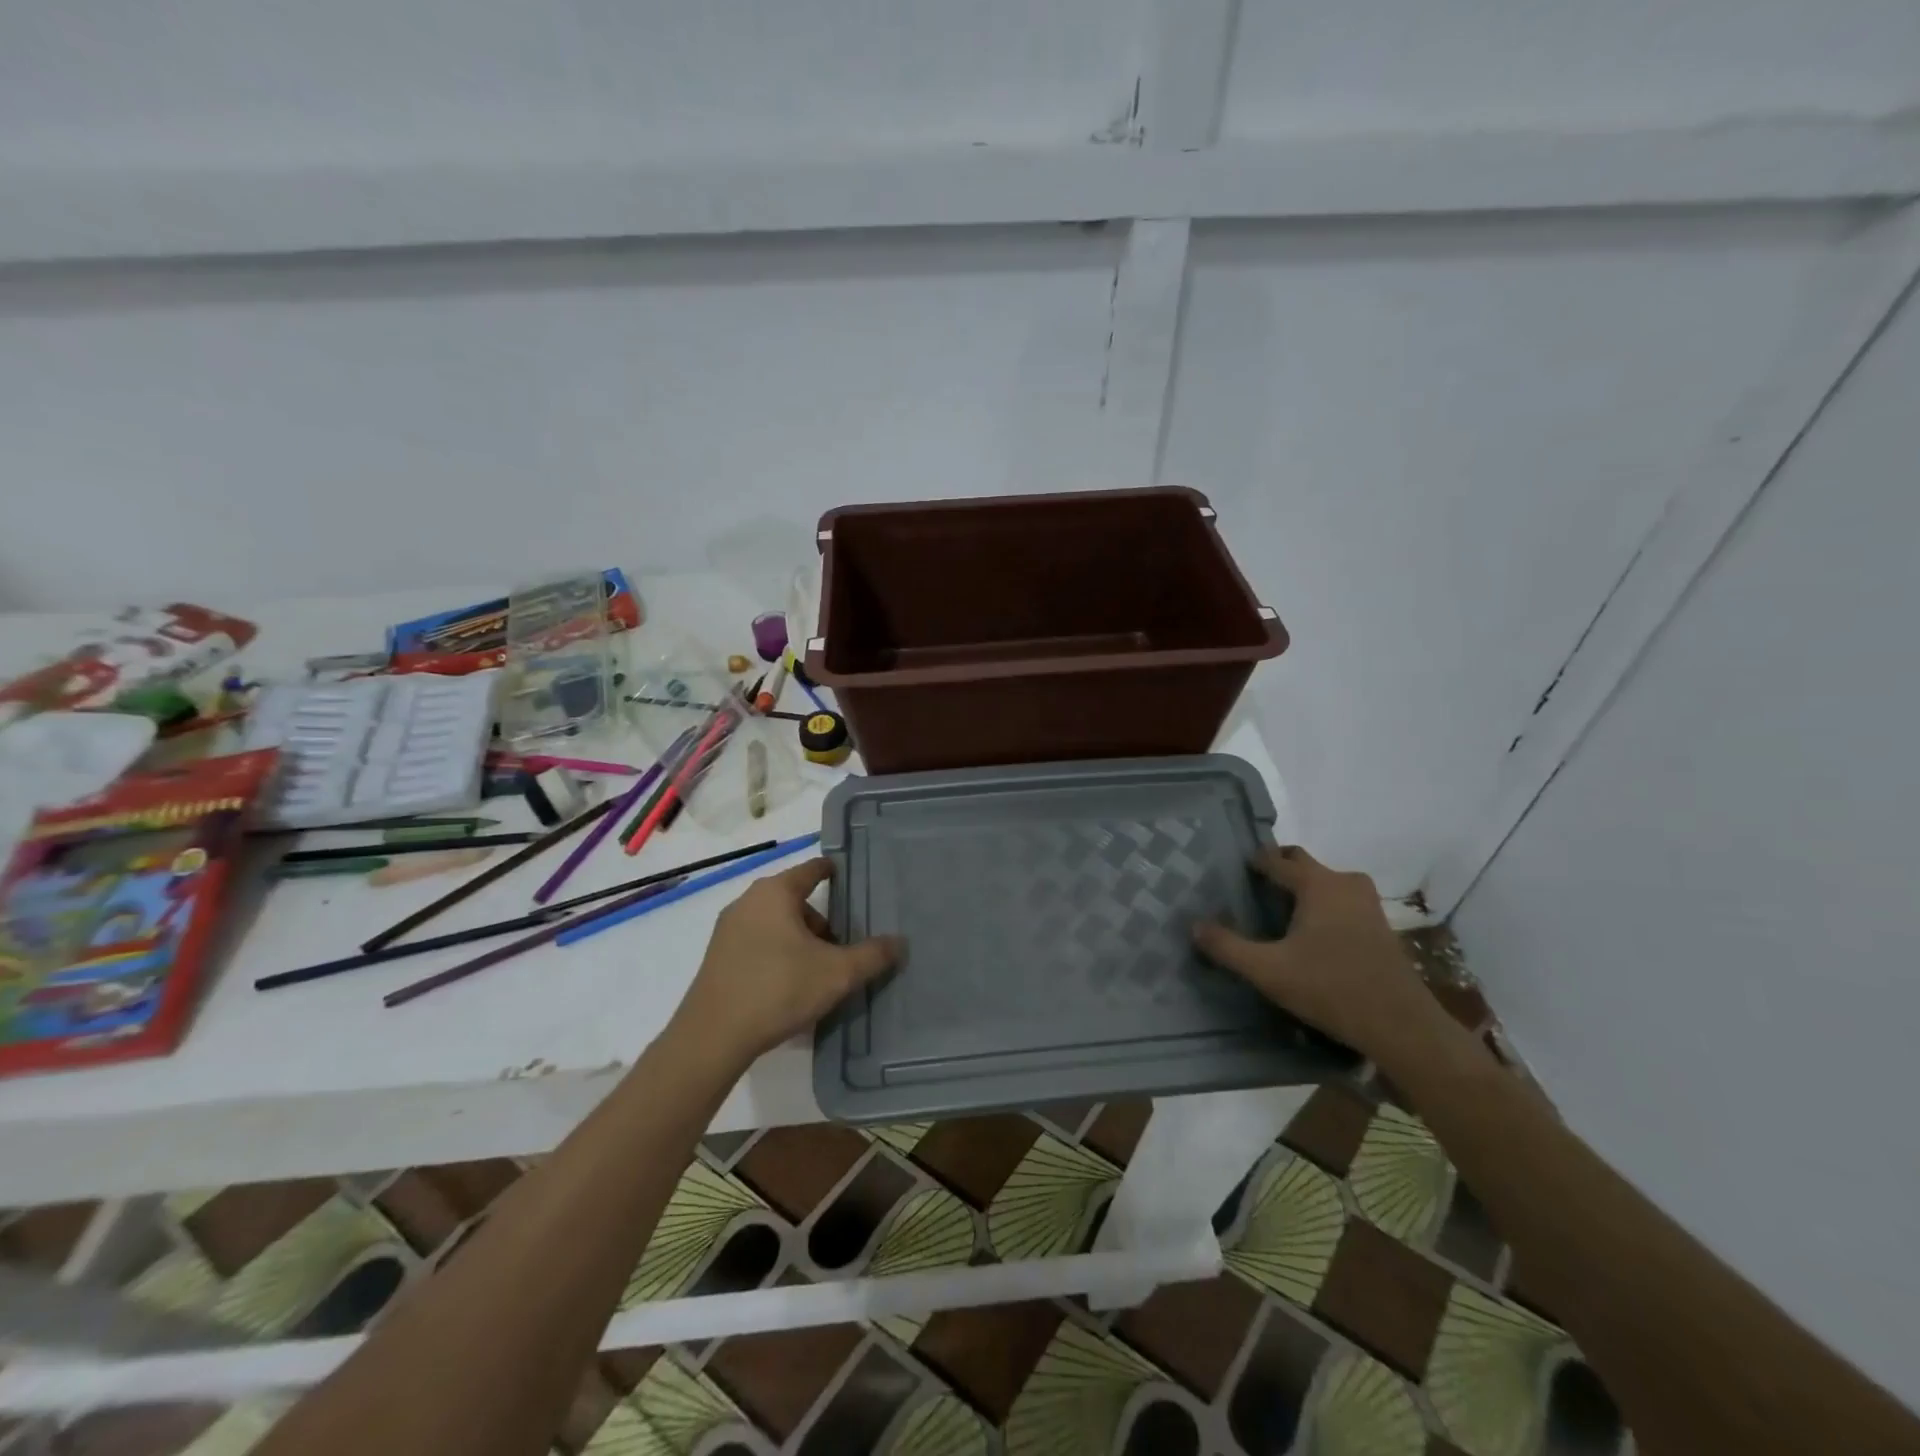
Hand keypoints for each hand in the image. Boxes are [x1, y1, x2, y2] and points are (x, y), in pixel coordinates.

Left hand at [672, 858, 901, 1066]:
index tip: (847, 877)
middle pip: (794, 900)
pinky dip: (777, 953)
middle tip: (840, 947)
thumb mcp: (837, 973)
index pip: (811, 869)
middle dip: (820, 921)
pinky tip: (788, 985)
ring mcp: (728, 930)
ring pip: (775, 923)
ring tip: (816, 972)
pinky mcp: (717, 957)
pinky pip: (757, 943)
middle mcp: (748, 901)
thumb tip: (900, 942)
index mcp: (775, 892)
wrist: (712, 1037)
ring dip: (798, 940)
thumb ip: (872, 955)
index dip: (832, 871)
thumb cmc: (779, 989)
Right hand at [1193, 845, 1450, 1066]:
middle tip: (1250, 889)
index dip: (1252, 862)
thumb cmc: (1330, 988)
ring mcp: (1367, 903)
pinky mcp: (1379, 925)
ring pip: (1324, 882)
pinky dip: (1320, 906)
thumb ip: (1228, 947)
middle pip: (1302, 863)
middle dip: (1277, 869)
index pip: (1276, 859)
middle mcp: (1344, 883)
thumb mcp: (1268, 971)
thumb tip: (1194, 926)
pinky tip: (1307, 935)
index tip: (1231, 871)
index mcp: (1318, 884)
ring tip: (1274, 912)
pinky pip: (1340, 900)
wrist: (1402, 1026)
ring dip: (1300, 889)